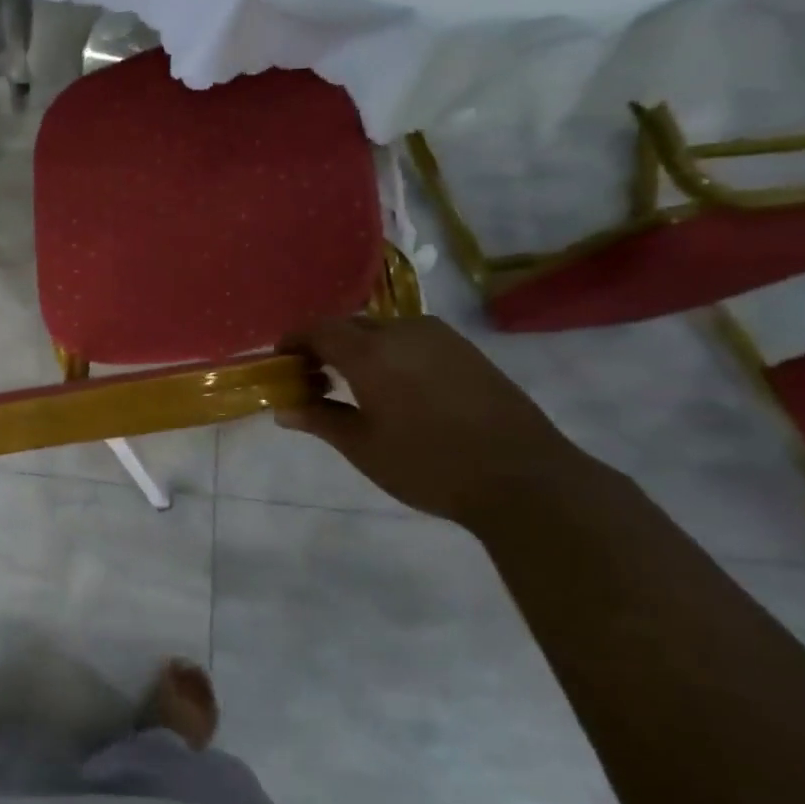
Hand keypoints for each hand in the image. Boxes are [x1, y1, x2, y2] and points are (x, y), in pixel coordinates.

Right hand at [277, 316, 597, 529]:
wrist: (522, 477)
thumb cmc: (428, 464)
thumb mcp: (363, 446)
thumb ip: (320, 419)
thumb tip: (284, 408)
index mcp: (370, 352)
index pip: (318, 329)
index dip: (293, 342)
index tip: (281, 363)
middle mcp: (403, 331)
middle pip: (350, 326)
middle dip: (325, 347)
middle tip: (313, 380)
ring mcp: (440, 337)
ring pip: (383, 331)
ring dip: (359, 349)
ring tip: (353, 386)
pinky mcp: (466, 350)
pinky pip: (412, 339)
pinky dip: (390, 353)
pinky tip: (395, 388)